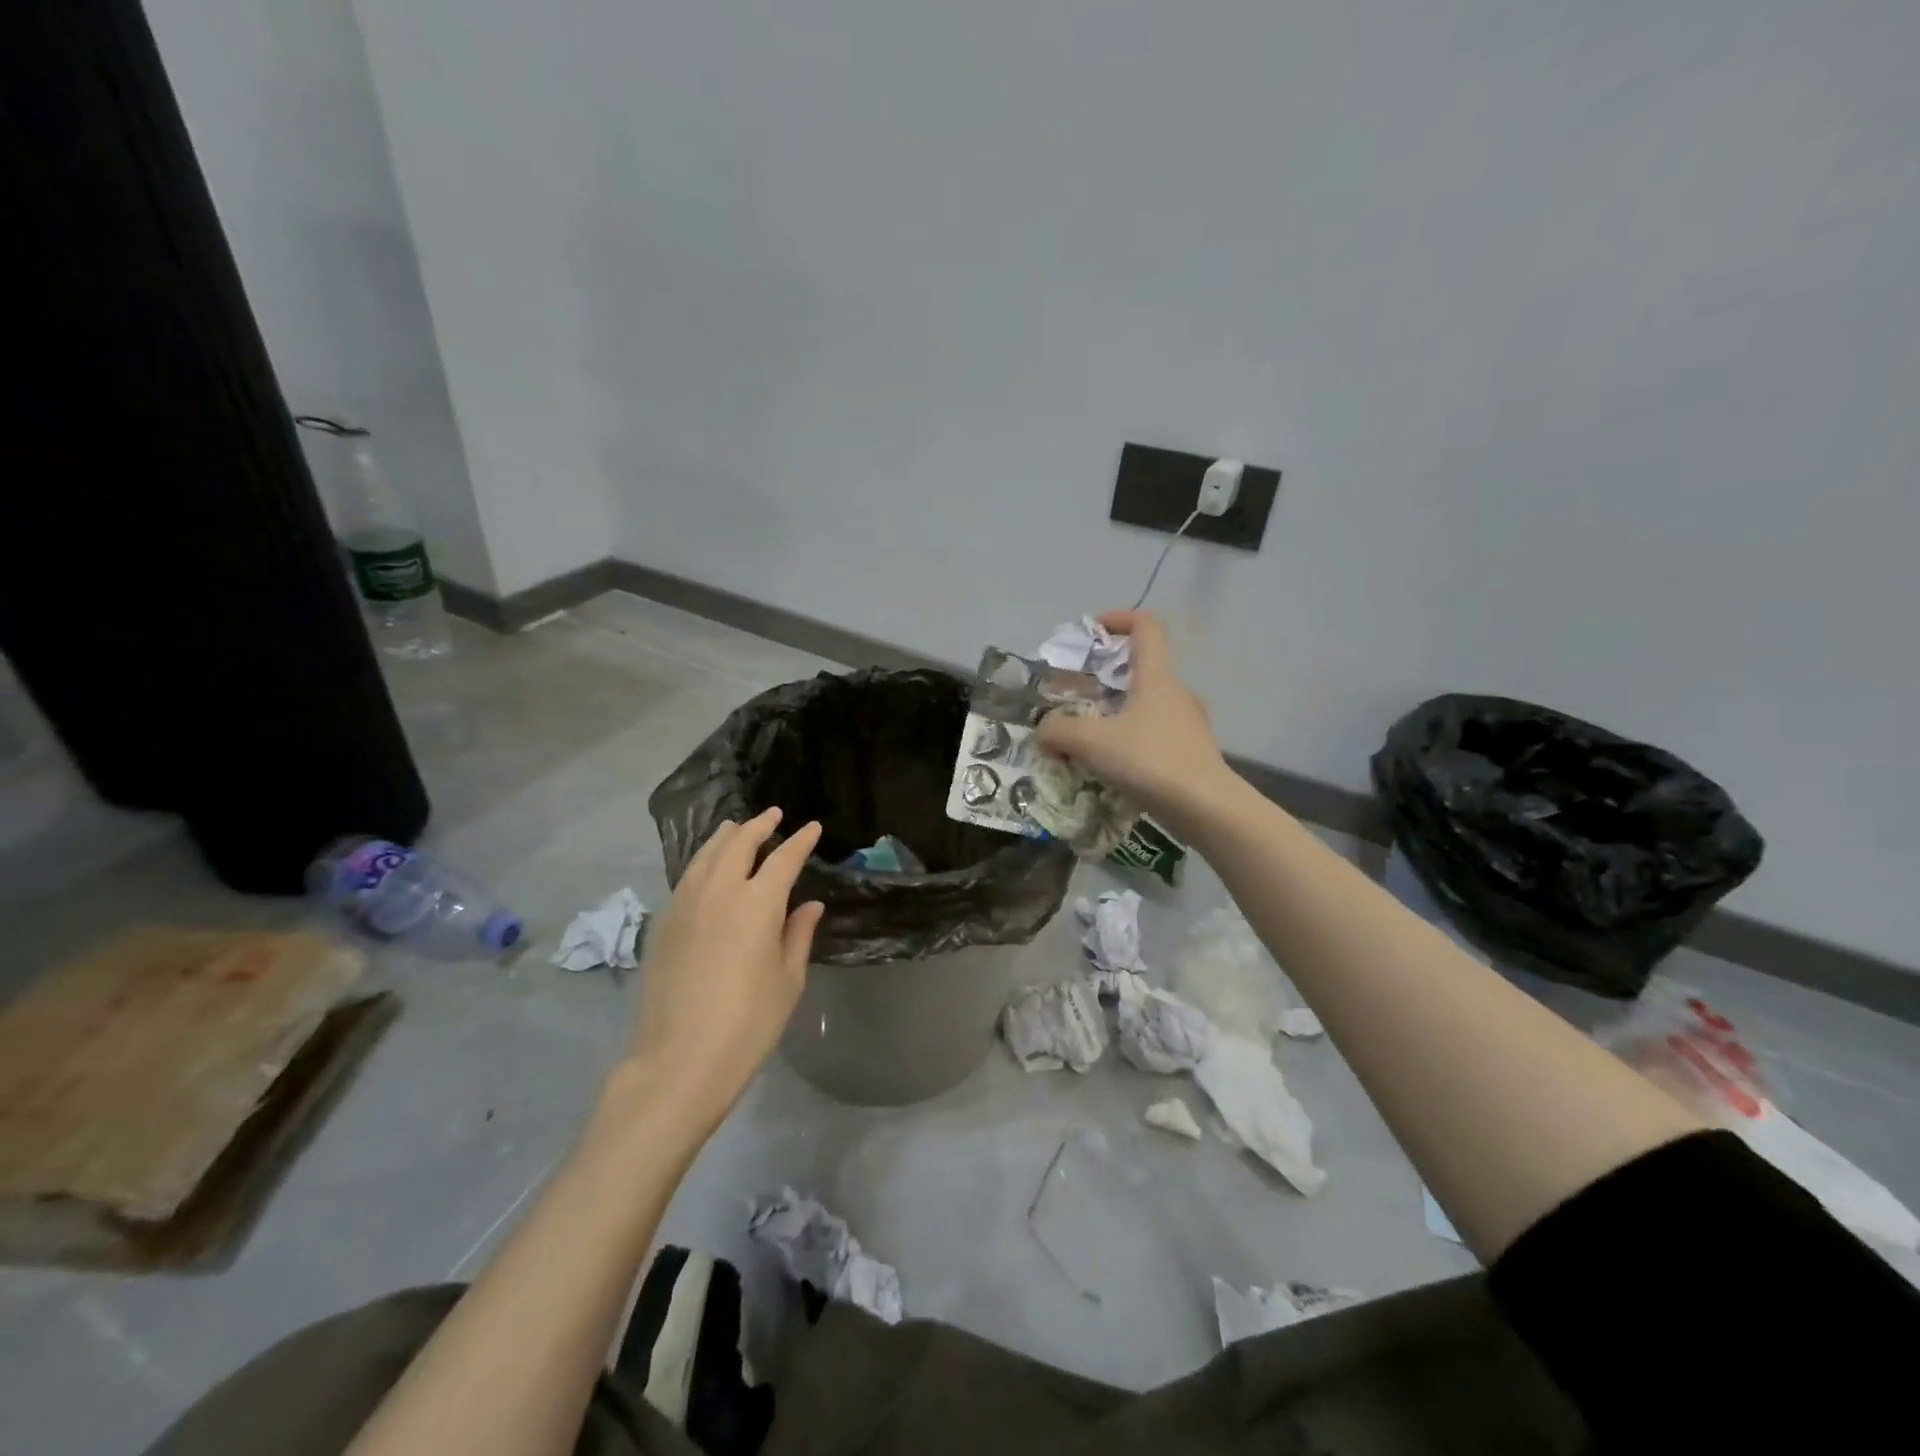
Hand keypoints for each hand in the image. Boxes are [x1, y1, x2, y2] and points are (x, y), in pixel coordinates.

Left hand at [617, 808, 823, 1130]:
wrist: (679, 1060)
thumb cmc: (748, 1024)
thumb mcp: (787, 980)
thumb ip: (798, 935)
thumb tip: (810, 905)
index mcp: (758, 903)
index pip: (783, 858)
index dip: (800, 841)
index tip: (812, 827)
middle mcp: (720, 892)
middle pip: (739, 844)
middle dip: (758, 825)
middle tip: (773, 815)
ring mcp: (686, 904)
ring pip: (706, 855)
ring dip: (726, 836)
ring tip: (736, 827)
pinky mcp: (664, 923)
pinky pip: (687, 876)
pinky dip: (703, 860)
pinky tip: (708, 866)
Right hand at [1036, 610, 1237, 835]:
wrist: (1207, 809)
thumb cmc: (1150, 761)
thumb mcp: (1091, 742)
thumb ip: (1058, 730)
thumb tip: (1044, 730)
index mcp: (1156, 678)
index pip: (1145, 627)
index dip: (1118, 619)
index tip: (1091, 631)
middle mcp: (1177, 694)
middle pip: (1143, 670)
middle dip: (1107, 677)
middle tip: (1077, 696)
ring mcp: (1190, 725)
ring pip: (1148, 707)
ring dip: (1119, 714)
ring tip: (1089, 739)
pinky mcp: (1193, 755)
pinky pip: (1156, 737)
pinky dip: (1132, 743)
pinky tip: (1113, 769)